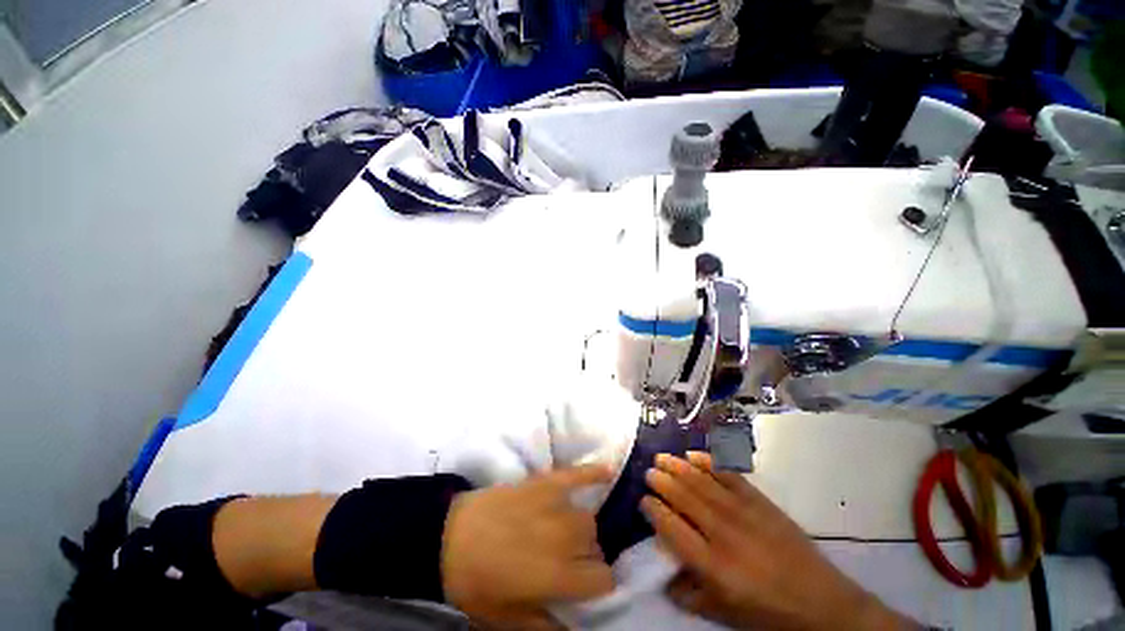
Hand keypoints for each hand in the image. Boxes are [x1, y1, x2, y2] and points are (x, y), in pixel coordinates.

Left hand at [442, 465, 615, 629]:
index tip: (586, 585)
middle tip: (566, 560)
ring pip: (588, 518)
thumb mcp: (507, 620)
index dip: (597, 585)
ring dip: (582, 529)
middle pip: (595, 546)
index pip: (602, 580)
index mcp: (558, 575)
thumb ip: (546, 628)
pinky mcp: (545, 482)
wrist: (450, 536)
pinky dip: (593, 472)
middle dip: (586, 556)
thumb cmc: (476, 583)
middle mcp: (564, 538)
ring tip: (565, 533)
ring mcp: (555, 505)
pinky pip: (576, 474)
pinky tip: (607, 471)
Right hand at [642, 453, 916, 630]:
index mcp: (714, 565)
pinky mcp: (760, 501)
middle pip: (684, 498)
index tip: (643, 500)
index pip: (673, 528)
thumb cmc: (768, 612)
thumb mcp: (725, 614)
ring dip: (678, 466)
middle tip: (648, 471)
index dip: (654, 510)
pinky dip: (709, 462)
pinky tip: (694, 455)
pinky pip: (729, 475)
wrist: (822, 602)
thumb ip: (690, 595)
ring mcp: (743, 512)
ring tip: (661, 457)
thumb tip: (663, 576)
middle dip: (662, 481)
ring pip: (702, 482)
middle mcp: (724, 533)